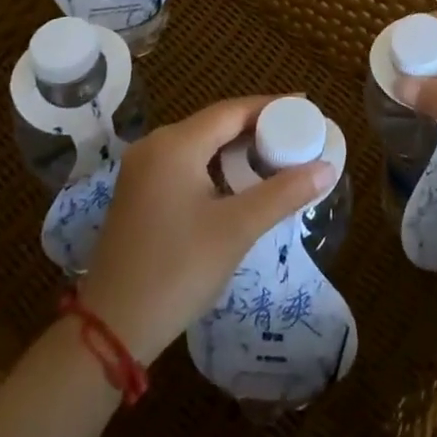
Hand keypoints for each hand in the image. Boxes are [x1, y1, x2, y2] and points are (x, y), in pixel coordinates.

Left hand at [76, 97, 331, 364]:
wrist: (110, 330)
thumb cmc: (177, 270)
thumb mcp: (236, 229)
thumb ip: (283, 193)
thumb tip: (326, 168)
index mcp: (175, 144)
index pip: (233, 110)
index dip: (272, 106)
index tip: (306, 106)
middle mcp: (155, 146)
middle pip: (216, 123)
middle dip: (258, 126)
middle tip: (297, 133)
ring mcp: (143, 170)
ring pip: (201, 144)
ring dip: (237, 148)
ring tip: (276, 155)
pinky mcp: (139, 194)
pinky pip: (186, 163)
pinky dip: (216, 165)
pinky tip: (239, 181)